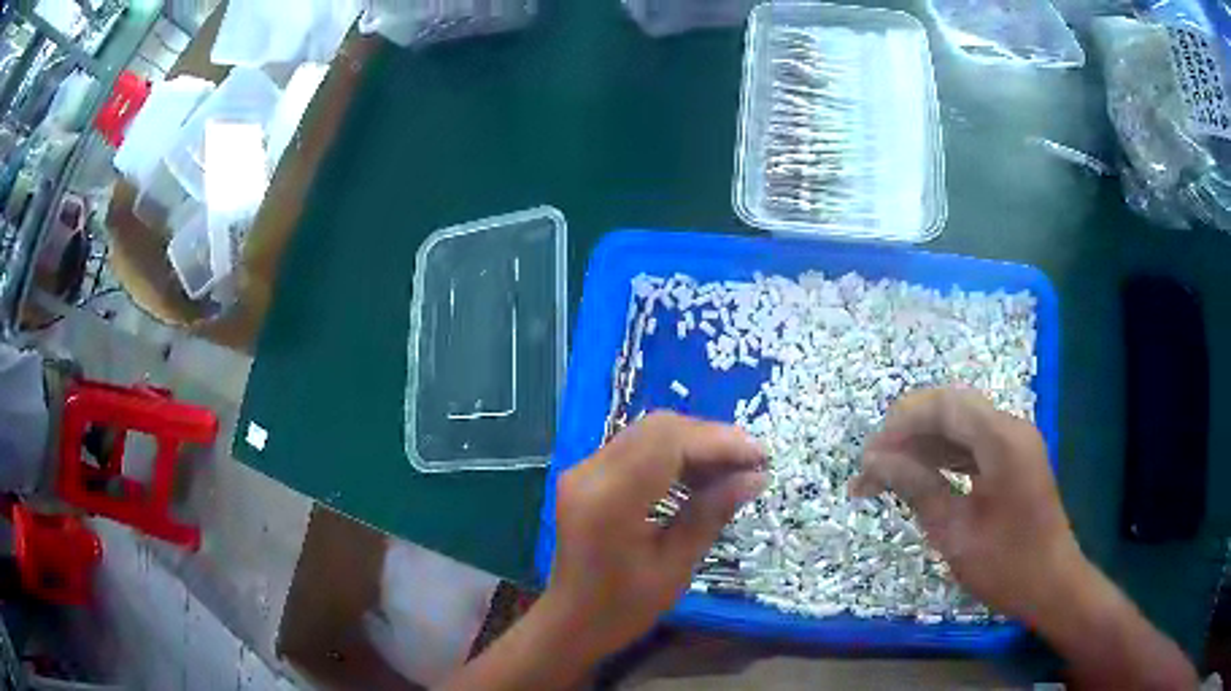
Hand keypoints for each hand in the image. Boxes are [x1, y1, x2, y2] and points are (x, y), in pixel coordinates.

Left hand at [543, 412, 765, 661]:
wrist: (571, 621)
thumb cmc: (623, 607)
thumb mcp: (675, 567)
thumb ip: (710, 514)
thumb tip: (756, 477)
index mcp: (609, 500)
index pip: (668, 443)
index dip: (719, 441)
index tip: (760, 456)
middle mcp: (590, 473)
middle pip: (658, 429)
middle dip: (710, 438)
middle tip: (750, 462)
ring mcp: (583, 470)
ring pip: (648, 433)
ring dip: (693, 443)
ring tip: (733, 469)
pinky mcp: (587, 475)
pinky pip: (636, 447)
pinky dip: (672, 453)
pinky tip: (699, 475)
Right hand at [849, 387, 1082, 625]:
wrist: (1052, 585)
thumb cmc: (1006, 565)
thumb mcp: (955, 532)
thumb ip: (917, 488)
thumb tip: (875, 462)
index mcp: (1002, 440)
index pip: (944, 405)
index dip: (900, 424)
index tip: (868, 459)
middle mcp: (1010, 428)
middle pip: (951, 408)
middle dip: (907, 432)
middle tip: (873, 468)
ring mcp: (1015, 442)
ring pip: (960, 425)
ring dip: (922, 445)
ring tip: (886, 476)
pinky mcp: (1014, 459)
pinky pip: (972, 445)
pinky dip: (943, 457)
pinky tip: (920, 478)